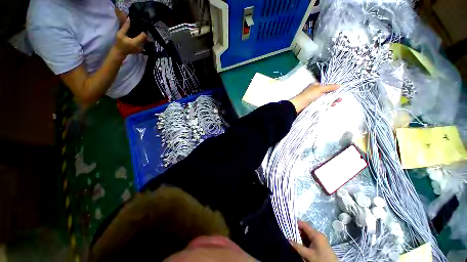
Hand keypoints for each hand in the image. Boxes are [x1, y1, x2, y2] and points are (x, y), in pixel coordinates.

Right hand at [113, 18, 146, 56]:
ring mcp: (141, 49)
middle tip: (140, 29)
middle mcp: (140, 46)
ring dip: (142, 37)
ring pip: (144, 41)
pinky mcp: (141, 50)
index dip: (143, 31)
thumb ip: (125, 27)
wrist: (120, 52)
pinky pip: (143, 44)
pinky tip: (137, 37)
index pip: (144, 36)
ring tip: (139, 33)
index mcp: (136, 42)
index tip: (141, 27)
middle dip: (143, 34)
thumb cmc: (119, 43)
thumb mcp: (120, 34)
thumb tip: (129, 19)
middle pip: (145, 38)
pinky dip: (141, 40)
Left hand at [289, 83, 339, 112]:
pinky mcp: (312, 104)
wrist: (298, 105)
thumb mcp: (320, 89)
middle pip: (326, 92)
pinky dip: (326, 104)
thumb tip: (339, 85)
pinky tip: (331, 105)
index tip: (340, 91)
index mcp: (315, 85)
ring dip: (331, 100)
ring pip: (324, 98)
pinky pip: (321, 103)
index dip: (333, 88)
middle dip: (334, 95)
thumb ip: (330, 87)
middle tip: (340, 99)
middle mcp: (314, 91)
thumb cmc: (308, 95)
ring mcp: (313, 98)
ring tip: (337, 102)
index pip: (326, 85)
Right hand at [290, 221, 337, 261]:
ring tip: (293, 241)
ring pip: (307, 236)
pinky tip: (300, 247)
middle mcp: (318, 235)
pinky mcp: (321, 246)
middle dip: (297, 233)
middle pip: (305, 230)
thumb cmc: (321, 260)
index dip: (295, 224)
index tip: (287, 226)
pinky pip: (310, 241)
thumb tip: (287, 240)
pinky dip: (305, 242)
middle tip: (289, 236)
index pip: (303, 224)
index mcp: (316, 234)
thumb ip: (297, 247)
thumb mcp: (308, 254)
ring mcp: (320, 240)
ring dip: (300, 238)